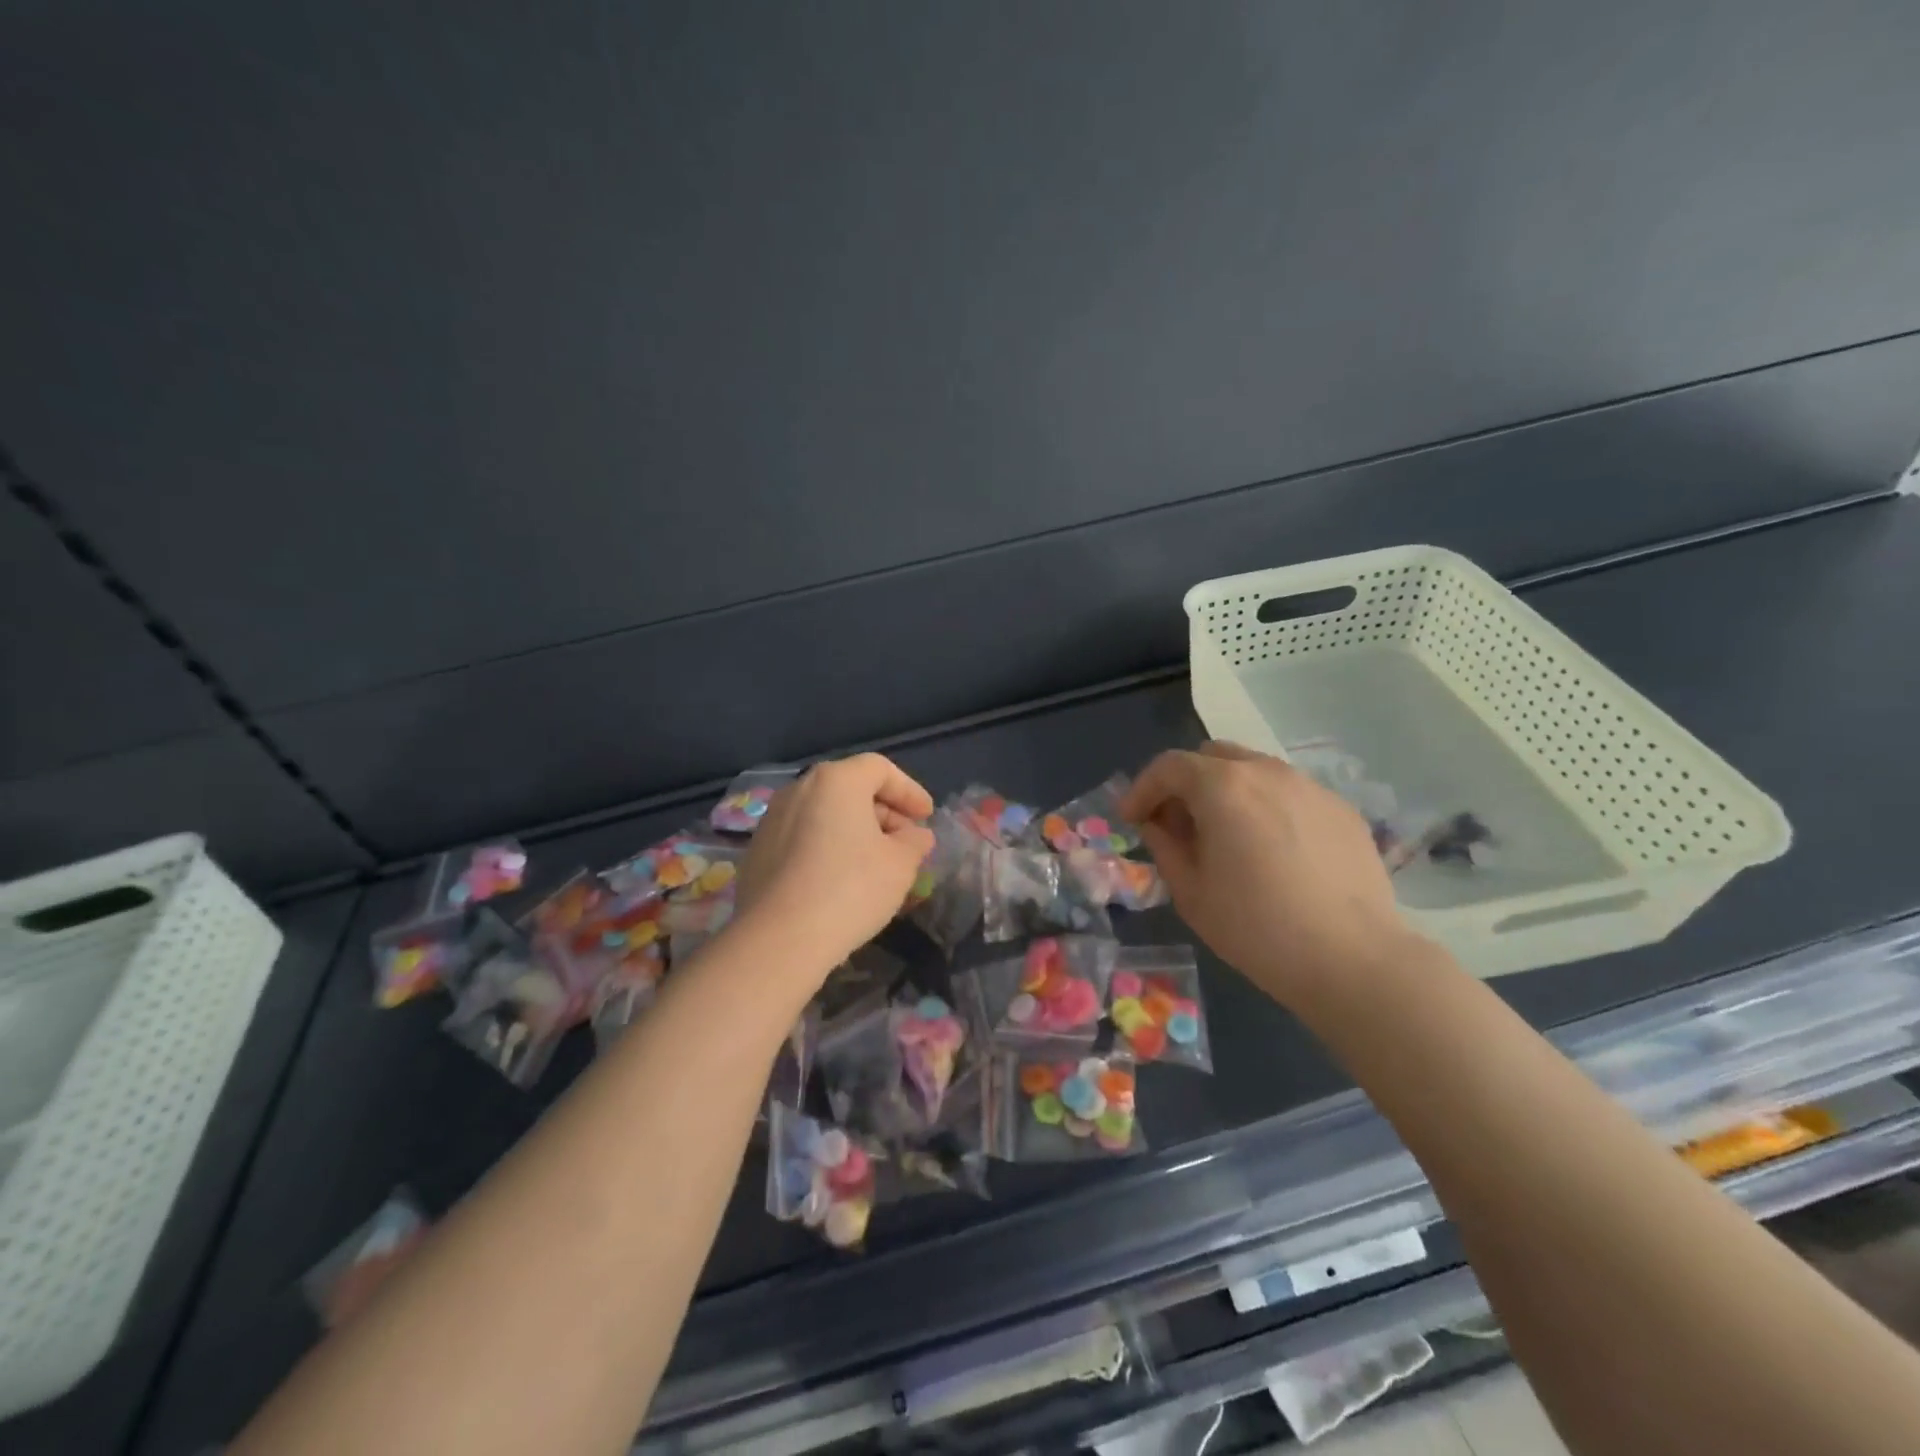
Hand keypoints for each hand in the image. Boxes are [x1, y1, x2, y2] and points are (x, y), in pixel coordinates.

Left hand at [735, 754, 935, 971]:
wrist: (779, 938)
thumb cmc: (851, 889)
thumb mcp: (900, 865)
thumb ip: (914, 842)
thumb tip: (916, 836)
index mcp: (836, 780)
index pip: (880, 769)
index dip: (909, 791)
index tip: (926, 817)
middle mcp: (800, 788)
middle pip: (850, 788)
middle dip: (884, 811)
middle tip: (905, 842)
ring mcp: (772, 819)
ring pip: (825, 812)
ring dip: (855, 830)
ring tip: (876, 862)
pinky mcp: (758, 850)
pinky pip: (803, 836)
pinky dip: (828, 846)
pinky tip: (840, 878)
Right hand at [1120, 742, 1416, 1006]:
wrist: (1352, 959)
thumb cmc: (1256, 927)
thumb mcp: (1191, 892)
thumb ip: (1165, 846)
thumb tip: (1157, 825)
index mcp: (1223, 787)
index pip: (1169, 767)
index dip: (1142, 789)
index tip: (1132, 819)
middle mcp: (1267, 772)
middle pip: (1212, 757)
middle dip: (1186, 783)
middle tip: (1178, 824)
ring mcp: (1310, 787)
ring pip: (1254, 771)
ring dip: (1228, 792)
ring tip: (1227, 837)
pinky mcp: (1341, 810)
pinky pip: (1290, 794)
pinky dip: (1267, 808)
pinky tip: (1273, 852)